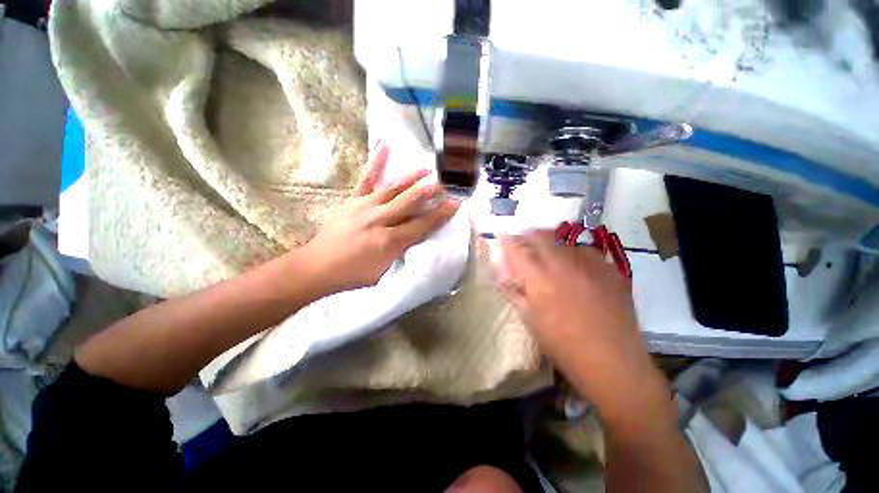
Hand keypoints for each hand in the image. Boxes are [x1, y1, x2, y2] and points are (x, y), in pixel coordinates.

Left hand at [302, 141, 458, 293]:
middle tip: (446, 182)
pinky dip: (376, 162)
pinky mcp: (353, 201)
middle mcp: (379, 221)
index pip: (422, 225)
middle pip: (410, 203)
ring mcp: (365, 207)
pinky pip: (367, 179)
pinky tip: (385, 146)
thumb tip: (420, 238)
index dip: (440, 214)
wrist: (318, 267)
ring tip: (427, 169)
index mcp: (390, 242)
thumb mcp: (384, 272)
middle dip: (430, 192)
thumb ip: (404, 253)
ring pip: (393, 189)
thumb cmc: (354, 275)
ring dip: (412, 178)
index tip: (455, 203)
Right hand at [497, 231, 653, 398]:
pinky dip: (576, 253)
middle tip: (526, 246)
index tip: (504, 238)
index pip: (517, 248)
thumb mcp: (529, 318)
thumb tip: (502, 274)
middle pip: (541, 235)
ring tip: (552, 257)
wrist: (611, 360)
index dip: (508, 241)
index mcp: (538, 277)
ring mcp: (590, 264)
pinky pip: (588, 251)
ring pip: (565, 240)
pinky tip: (578, 268)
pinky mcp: (611, 269)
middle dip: (529, 236)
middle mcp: (563, 263)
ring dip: (553, 244)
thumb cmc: (561, 343)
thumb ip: (512, 291)